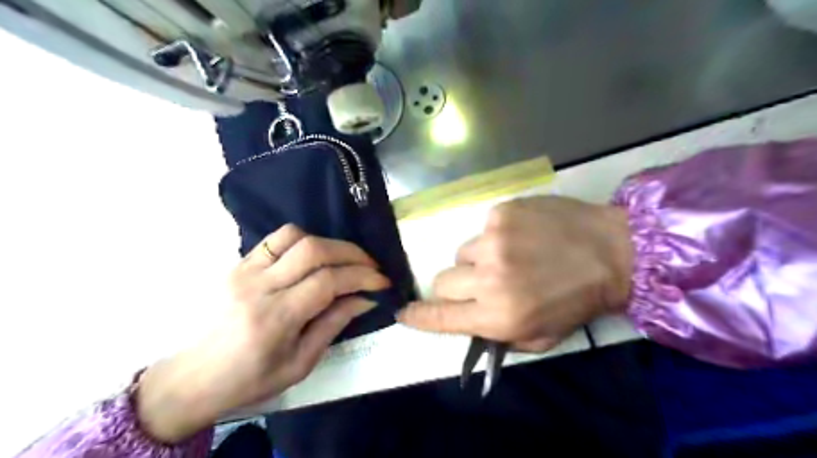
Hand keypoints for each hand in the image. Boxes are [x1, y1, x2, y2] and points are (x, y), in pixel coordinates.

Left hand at [134, 226, 388, 443]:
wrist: (194, 377)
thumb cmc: (250, 379)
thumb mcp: (300, 364)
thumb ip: (333, 325)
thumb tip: (365, 298)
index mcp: (275, 319)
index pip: (327, 282)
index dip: (361, 277)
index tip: (382, 282)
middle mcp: (259, 287)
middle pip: (313, 250)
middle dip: (352, 253)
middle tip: (371, 265)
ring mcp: (244, 270)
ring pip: (294, 236)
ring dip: (327, 243)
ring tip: (343, 260)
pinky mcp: (238, 263)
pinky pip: (275, 239)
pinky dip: (303, 241)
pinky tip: (314, 257)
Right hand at [397, 198, 629, 353]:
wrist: (613, 252)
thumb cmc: (578, 300)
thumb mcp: (541, 337)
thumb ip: (498, 335)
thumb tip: (467, 322)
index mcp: (499, 315)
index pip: (440, 316)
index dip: (418, 316)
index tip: (403, 312)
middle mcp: (489, 278)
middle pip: (442, 280)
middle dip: (456, 285)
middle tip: (481, 282)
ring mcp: (493, 240)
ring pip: (462, 253)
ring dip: (479, 259)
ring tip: (511, 257)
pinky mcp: (502, 213)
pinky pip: (482, 229)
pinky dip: (496, 237)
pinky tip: (523, 237)